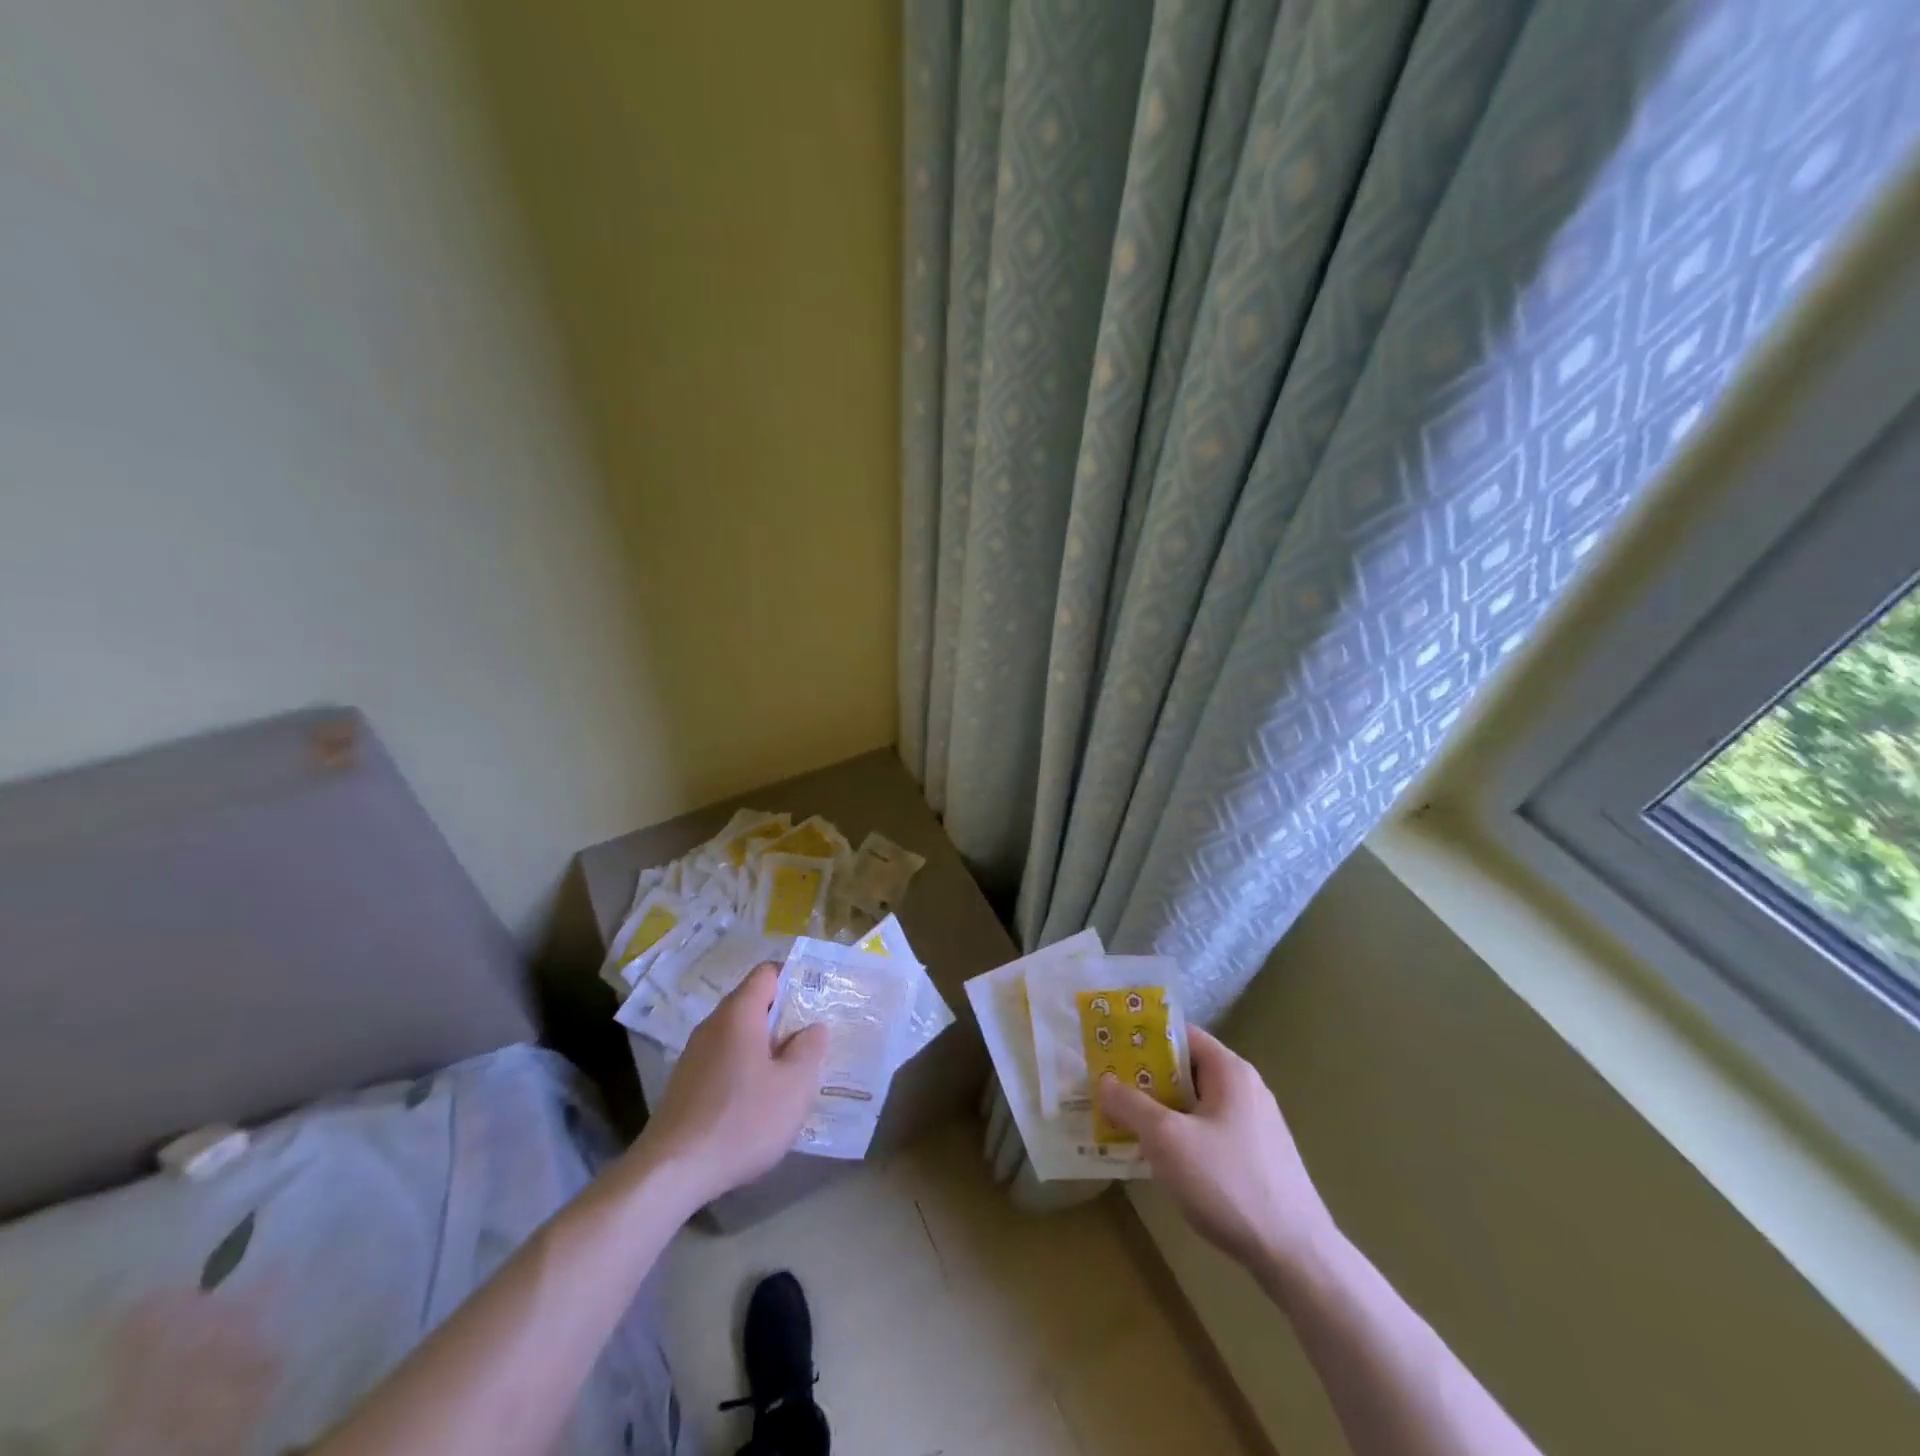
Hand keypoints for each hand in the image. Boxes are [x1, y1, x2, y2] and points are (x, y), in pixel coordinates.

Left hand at [635, 963, 826, 1208]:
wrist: (670, 1173)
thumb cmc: (741, 1120)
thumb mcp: (793, 1086)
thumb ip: (809, 1049)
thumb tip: (813, 1028)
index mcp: (739, 1014)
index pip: (767, 973)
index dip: (795, 977)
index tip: (818, 997)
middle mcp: (713, 1025)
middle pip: (752, 1003)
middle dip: (784, 1016)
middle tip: (813, 1037)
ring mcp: (694, 1055)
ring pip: (738, 1034)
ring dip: (765, 1045)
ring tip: (792, 1070)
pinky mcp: (685, 1084)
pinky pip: (724, 1059)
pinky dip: (745, 1067)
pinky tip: (759, 1099)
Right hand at [1098, 1026, 1335, 1273]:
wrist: (1296, 1256)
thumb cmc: (1228, 1182)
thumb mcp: (1166, 1139)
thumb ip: (1131, 1104)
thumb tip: (1104, 1080)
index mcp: (1229, 1071)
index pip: (1180, 1035)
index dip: (1143, 1038)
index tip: (1110, 1049)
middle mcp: (1245, 1089)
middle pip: (1186, 1069)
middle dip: (1146, 1079)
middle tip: (1108, 1088)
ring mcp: (1255, 1125)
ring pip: (1196, 1105)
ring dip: (1161, 1111)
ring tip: (1124, 1123)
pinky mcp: (1257, 1158)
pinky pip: (1209, 1131)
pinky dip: (1181, 1136)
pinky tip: (1160, 1160)